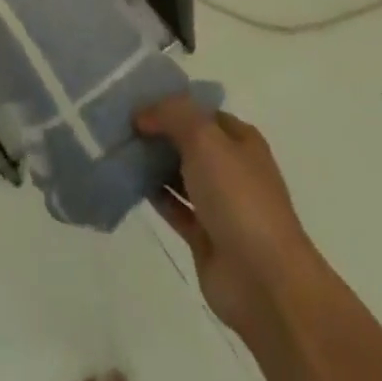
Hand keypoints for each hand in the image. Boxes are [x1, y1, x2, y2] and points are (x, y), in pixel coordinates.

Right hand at [135, 95, 308, 342]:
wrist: (263, 281)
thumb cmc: (238, 197)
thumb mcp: (204, 137)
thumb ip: (171, 115)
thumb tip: (142, 116)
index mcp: (241, 141)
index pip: (202, 111)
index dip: (171, 103)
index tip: (136, 100)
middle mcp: (232, 169)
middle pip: (189, 142)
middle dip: (158, 132)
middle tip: (120, 122)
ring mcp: (219, 205)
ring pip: (180, 174)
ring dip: (153, 162)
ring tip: (118, 147)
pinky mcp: (204, 237)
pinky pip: (174, 207)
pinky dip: (154, 194)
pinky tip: (128, 180)